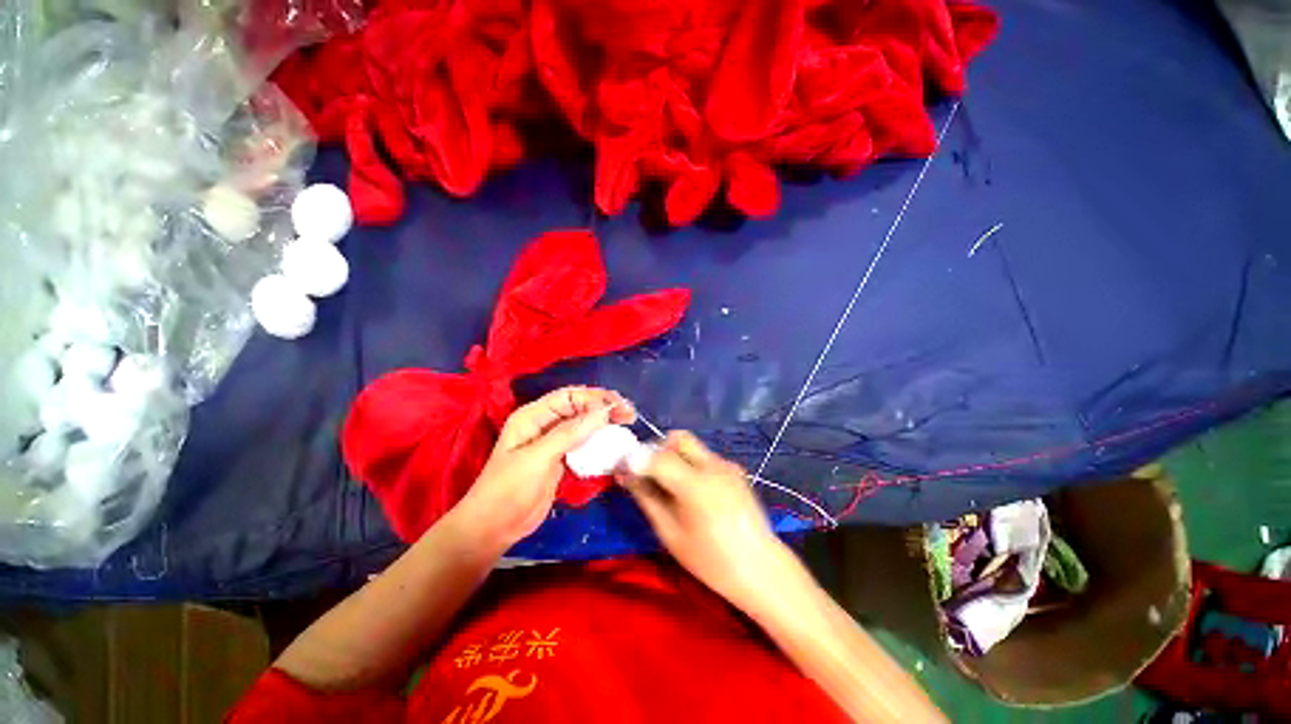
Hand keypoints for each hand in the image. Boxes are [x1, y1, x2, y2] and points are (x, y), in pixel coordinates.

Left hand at [455, 386, 635, 547]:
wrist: (495, 528)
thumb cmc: (509, 488)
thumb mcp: (538, 457)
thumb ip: (570, 433)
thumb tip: (603, 411)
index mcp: (533, 416)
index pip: (569, 396)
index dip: (594, 398)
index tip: (618, 406)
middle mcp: (545, 424)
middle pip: (579, 408)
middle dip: (603, 408)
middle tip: (629, 414)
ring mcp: (553, 442)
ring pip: (584, 425)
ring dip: (604, 424)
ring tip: (626, 424)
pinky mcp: (561, 459)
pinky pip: (583, 444)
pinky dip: (599, 441)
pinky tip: (613, 442)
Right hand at [618, 432, 794, 611]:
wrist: (761, 569)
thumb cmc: (710, 561)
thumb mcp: (670, 533)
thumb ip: (646, 498)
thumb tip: (624, 474)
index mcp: (695, 485)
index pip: (657, 456)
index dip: (636, 459)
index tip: (624, 469)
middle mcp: (713, 466)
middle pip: (678, 438)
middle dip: (658, 449)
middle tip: (649, 473)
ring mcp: (727, 465)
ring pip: (692, 446)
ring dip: (675, 456)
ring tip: (671, 485)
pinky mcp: (735, 469)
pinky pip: (706, 456)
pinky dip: (691, 464)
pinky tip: (694, 491)